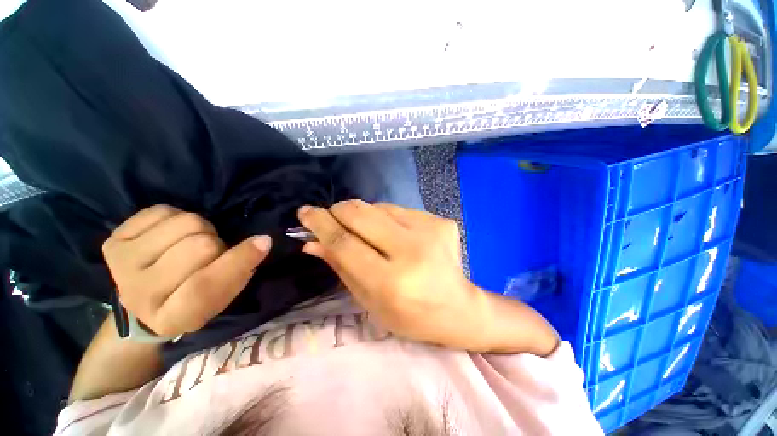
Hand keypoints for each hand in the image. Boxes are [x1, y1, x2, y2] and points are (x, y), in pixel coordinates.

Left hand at [102, 205, 271, 336]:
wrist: (142, 300)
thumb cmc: (191, 299)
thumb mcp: (221, 297)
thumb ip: (240, 272)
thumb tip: (262, 240)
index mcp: (172, 318)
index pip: (206, 286)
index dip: (239, 261)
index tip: (263, 242)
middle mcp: (140, 294)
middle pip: (200, 247)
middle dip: (217, 244)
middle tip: (211, 253)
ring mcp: (122, 265)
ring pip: (186, 223)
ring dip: (200, 229)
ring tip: (191, 242)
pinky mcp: (113, 240)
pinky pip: (163, 211)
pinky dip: (177, 218)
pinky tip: (170, 235)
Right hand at [297, 200, 482, 346]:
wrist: (458, 307)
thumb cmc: (410, 314)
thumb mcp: (369, 300)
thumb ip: (340, 267)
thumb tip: (312, 242)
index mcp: (391, 281)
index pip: (345, 242)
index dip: (320, 224)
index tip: (305, 213)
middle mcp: (412, 251)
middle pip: (362, 215)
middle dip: (339, 210)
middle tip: (330, 215)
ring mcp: (430, 231)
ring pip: (380, 207)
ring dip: (363, 214)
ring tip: (365, 230)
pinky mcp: (440, 221)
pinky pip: (400, 210)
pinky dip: (386, 217)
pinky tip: (392, 233)